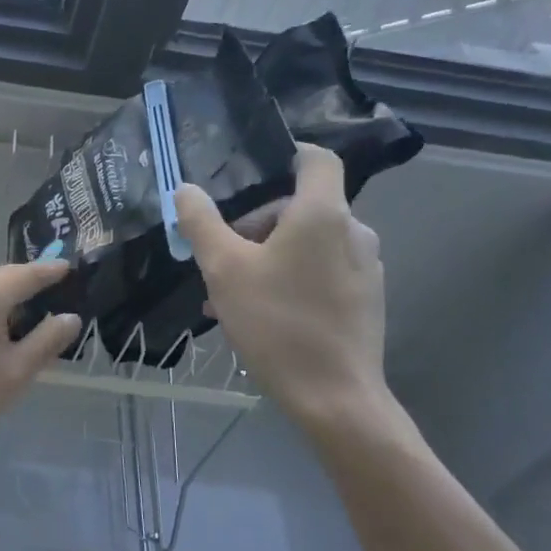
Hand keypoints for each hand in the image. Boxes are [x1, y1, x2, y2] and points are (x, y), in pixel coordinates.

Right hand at [175, 144, 387, 428]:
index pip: (315, 159)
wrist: (334, 396)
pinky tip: (257, 313)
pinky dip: (289, 278)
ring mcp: (365, 267)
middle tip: (219, 256)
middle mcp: (353, 231)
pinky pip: (321, 271)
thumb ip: (202, 223)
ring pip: (307, 243)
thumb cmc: (276, 322)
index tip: (250, 170)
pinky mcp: (365, 298)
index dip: (285, 154)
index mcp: (322, 214)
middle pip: (300, 206)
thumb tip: (185, 189)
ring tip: (228, 293)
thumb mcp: (224, 270)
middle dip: (255, 224)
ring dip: (266, 256)